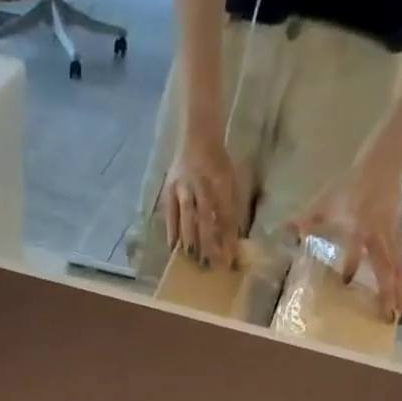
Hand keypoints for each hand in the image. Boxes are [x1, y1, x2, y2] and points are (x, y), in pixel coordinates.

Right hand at [161, 124, 242, 270]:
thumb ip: (231, 208)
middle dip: (208, 244)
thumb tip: (232, 241)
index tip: (229, 261)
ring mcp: (183, 187)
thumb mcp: (230, 181)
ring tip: (192, 259)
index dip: (227, 239)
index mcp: (220, 180)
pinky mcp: (169, 190)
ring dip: (190, 240)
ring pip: (187, 218)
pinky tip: (175, 249)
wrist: (197, 135)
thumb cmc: (217, 163)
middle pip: (205, 219)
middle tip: (210, 265)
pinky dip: (173, 232)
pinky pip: (170, 215)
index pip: (225, 215)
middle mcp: (200, 184)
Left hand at [290, 154, 401, 321]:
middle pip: (388, 268)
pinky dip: (401, 280)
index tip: (346, 284)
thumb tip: (284, 231)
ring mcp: (392, 237)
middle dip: (389, 292)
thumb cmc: (354, 181)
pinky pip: (400, 263)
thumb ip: (306, 219)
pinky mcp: (397, 237)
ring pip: (398, 268)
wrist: (385, 160)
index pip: (358, 249)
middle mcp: (380, 236)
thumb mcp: (326, 200)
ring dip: (400, 291)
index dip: (352, 264)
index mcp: (362, 227)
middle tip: (392, 318)